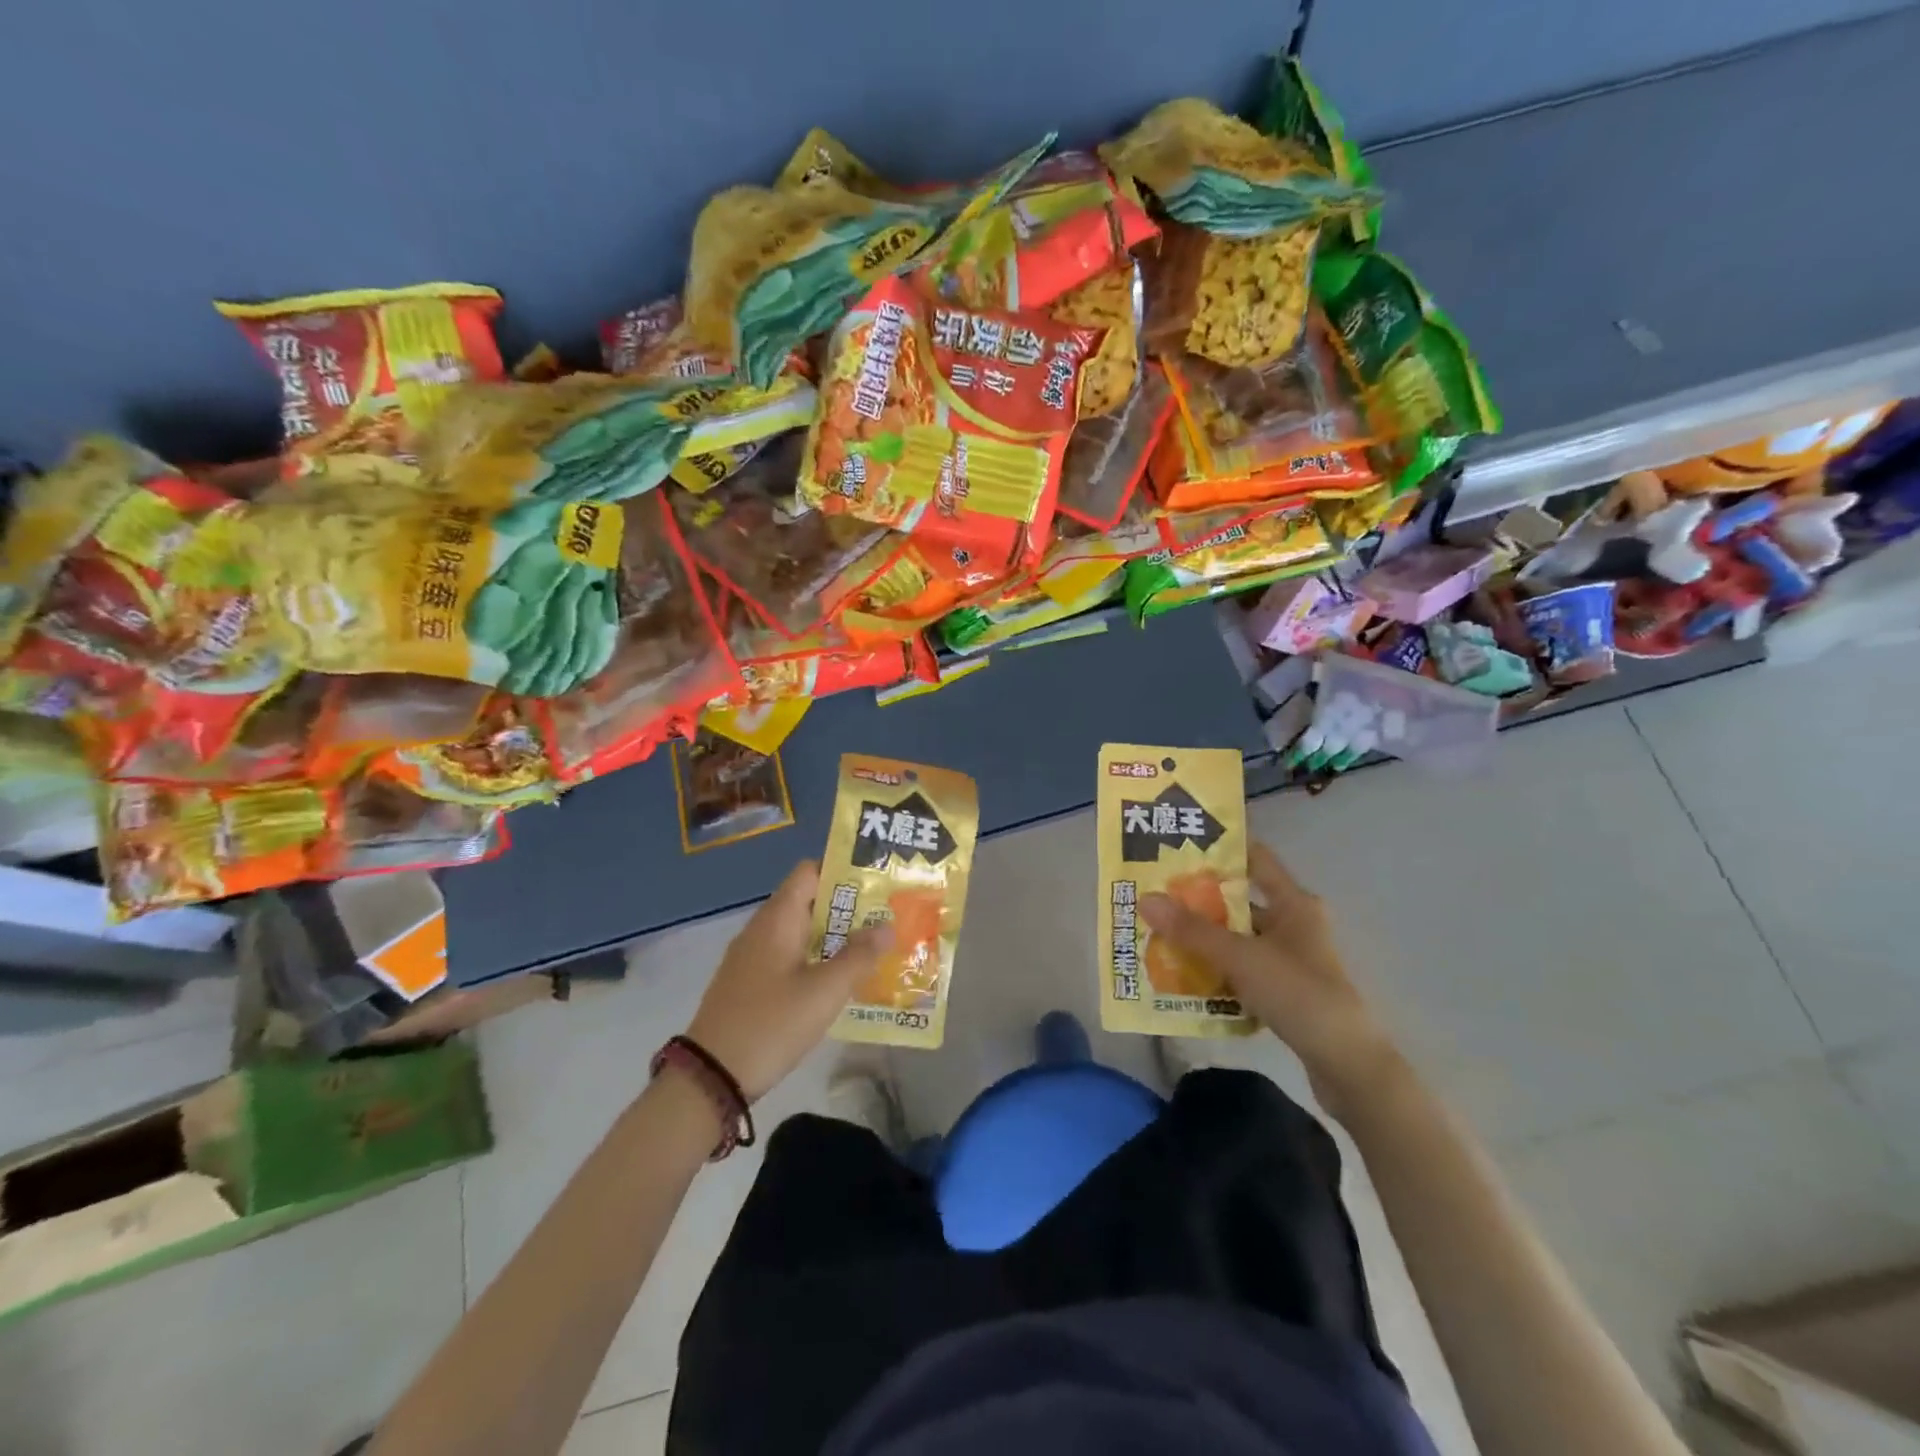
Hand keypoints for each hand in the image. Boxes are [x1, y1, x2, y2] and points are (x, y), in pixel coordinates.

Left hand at [685, 860, 893, 1101]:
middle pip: (808, 901)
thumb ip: (858, 956)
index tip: (877, 883)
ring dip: (833, 936)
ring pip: (799, 932)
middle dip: (847, 908)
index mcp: (778, 919)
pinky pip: (788, 956)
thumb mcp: (824, 992)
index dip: (842, 871)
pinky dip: (814, 959)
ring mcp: (751, 957)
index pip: (810, 871)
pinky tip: (837, 980)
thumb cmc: (771, 1023)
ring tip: (871, 948)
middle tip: (885, 918)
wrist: (710, 1076)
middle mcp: (762, 928)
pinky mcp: (749, 983)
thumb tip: (886, 927)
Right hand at [1140, 841, 1395, 1103]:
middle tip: (1153, 894)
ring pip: (1237, 937)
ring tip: (1157, 934)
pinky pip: (1240, 968)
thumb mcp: (1241, 958)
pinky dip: (1215, 969)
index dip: (1220, 848)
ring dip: (1203, 938)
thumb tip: (1145, 898)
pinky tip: (1182, 975)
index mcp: (1294, 903)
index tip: (1178, 845)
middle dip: (1197, 900)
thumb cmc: (1299, 995)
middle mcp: (1293, 923)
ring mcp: (1289, 958)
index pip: (1255, 858)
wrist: (1347, 1065)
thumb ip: (1193, 930)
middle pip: (1238, 901)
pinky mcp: (1283, 989)